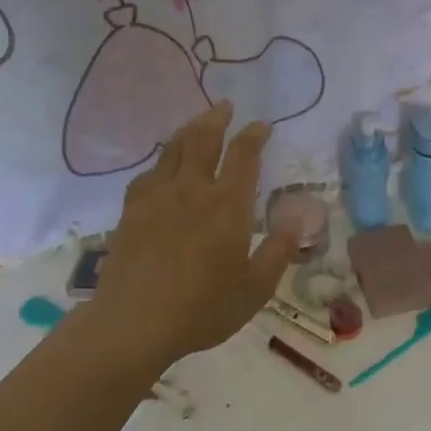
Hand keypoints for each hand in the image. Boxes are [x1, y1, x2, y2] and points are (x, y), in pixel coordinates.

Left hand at [83, 102, 295, 371]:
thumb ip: (278, 251)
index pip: (244, 155)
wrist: (134, 324)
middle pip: (204, 140)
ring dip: (189, 130)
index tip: (261, 125)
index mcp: (228, 206)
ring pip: (174, 150)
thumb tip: (298, 220)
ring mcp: (157, 198)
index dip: (254, 135)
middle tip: (225, 106)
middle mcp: (193, 191)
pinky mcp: (131, 211)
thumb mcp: (255, 289)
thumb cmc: (202, 309)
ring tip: (198, 123)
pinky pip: (148, 173)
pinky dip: (161, 161)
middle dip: (217, 118)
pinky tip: (163, 167)